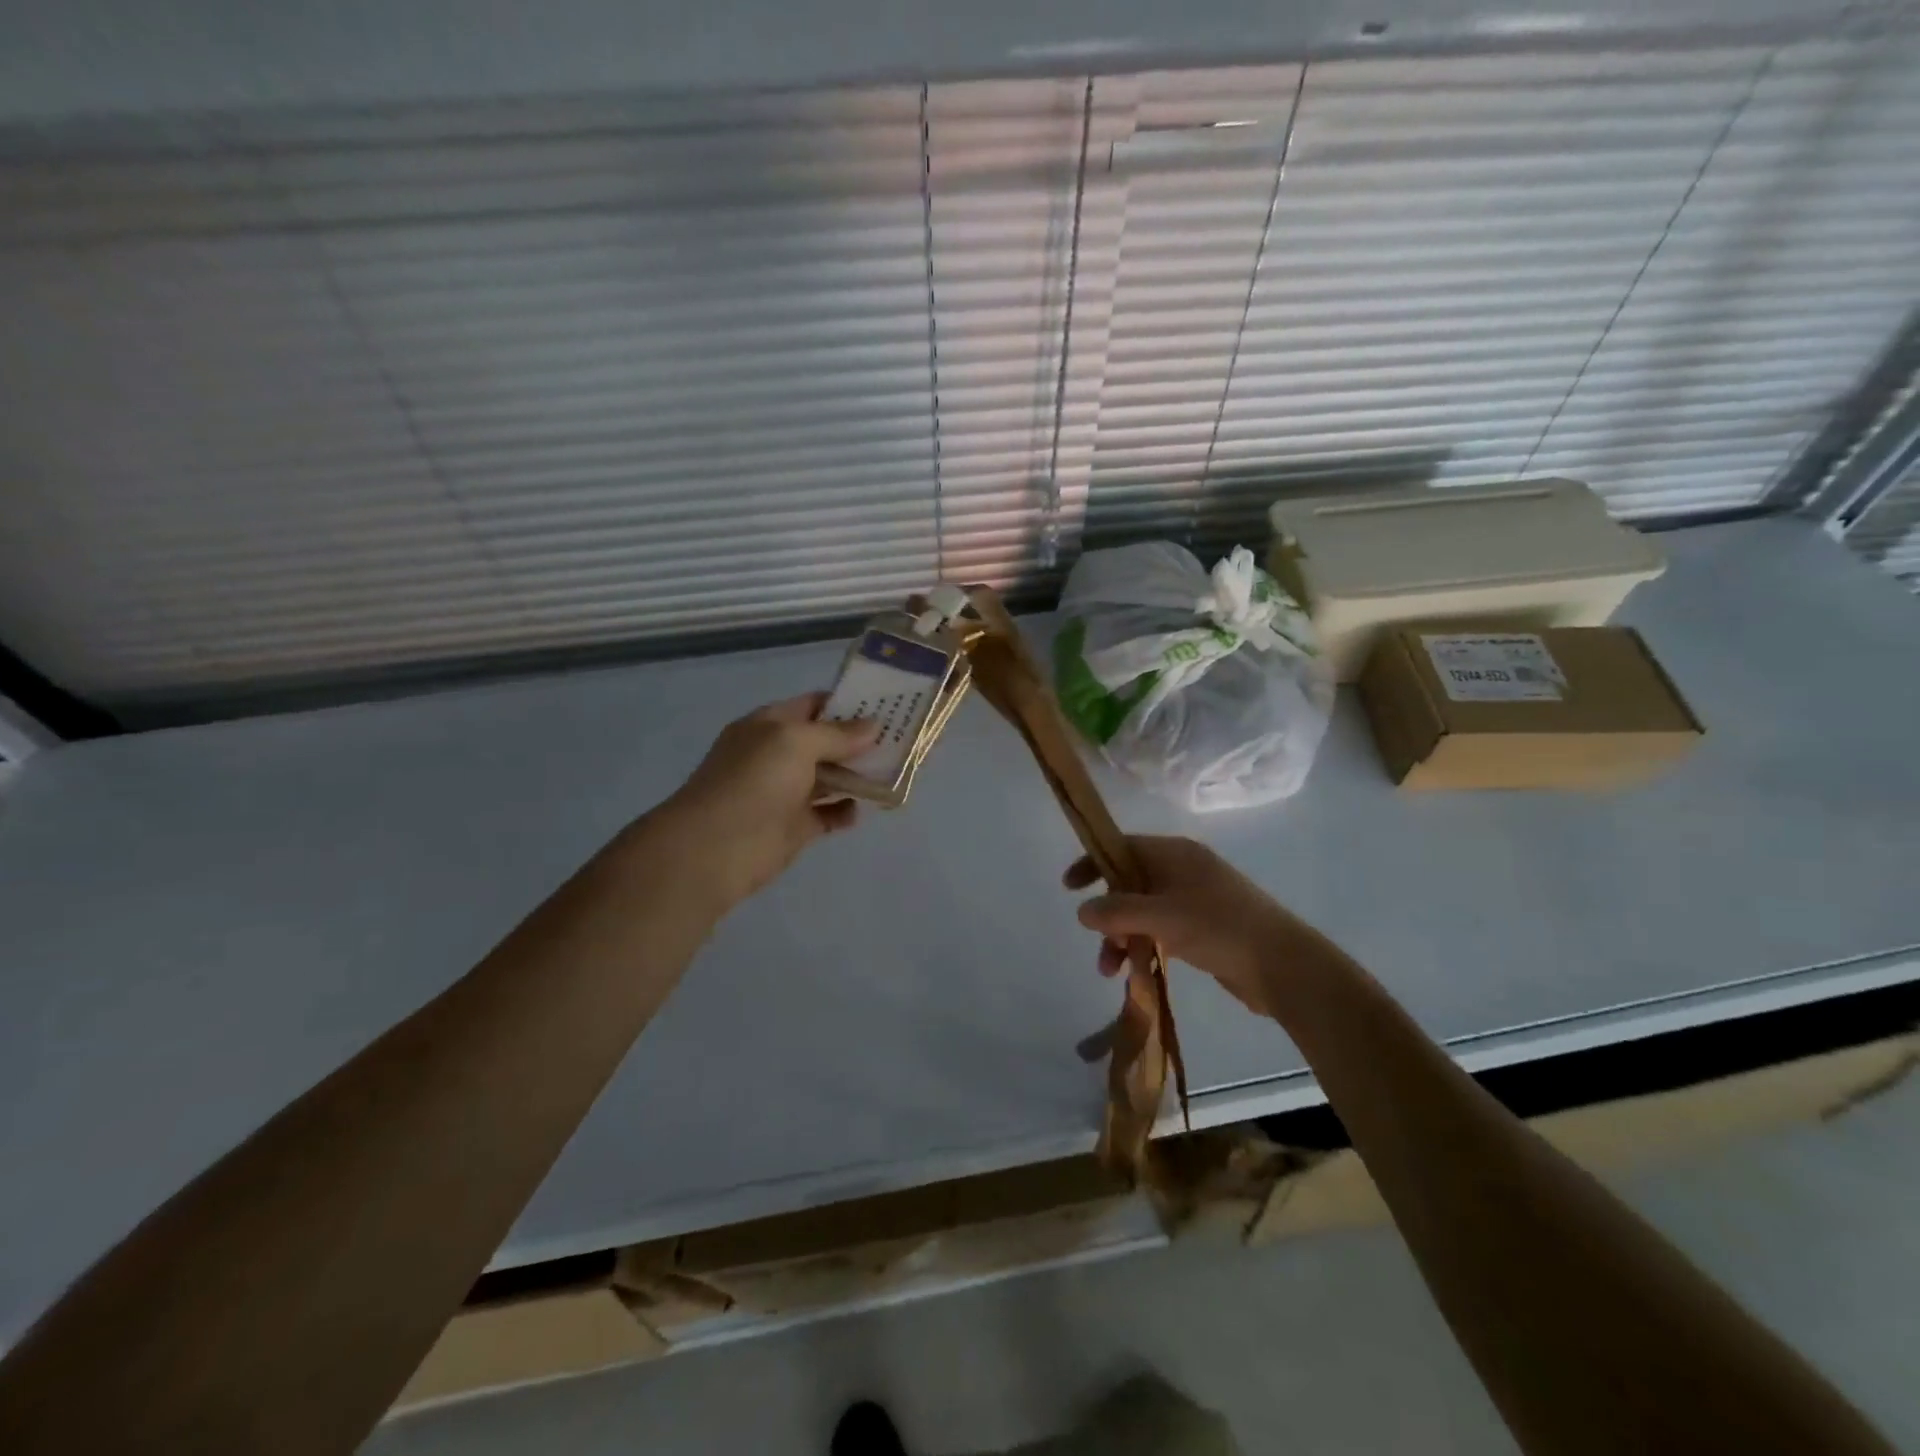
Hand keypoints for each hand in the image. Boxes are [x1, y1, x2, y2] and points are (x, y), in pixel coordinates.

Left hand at [655, 693, 876, 908]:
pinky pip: (828, 814)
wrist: (716, 848)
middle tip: (902, 739)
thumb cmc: (754, 781)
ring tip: (894, 772)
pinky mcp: (795, 827)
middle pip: (826, 742)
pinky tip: (862, 809)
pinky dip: (845, 811)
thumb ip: (836, 734)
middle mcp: (778, 755)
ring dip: (858, 775)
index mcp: (770, 726)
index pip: (813, 705)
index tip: (887, 705)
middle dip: (860, 740)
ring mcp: (786, 792)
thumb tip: (873, 725)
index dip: (848, 703)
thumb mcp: (795, 742)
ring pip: (830, 778)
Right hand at [1064, 836, 1325, 1019]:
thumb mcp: (1162, 917)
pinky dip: (1144, 946)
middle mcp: (1182, 870)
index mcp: (1174, 854)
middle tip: (1101, 944)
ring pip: (1142, 912)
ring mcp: (1193, 899)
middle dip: (1109, 914)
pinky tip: (1137, 973)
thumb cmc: (1220, 928)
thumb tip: (1082, 912)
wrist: (1283, 965)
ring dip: (1123, 938)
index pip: (1122, 847)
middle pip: (1129, 883)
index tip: (1069, 887)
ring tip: (1112, 971)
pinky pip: (1160, 930)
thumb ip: (1117, 912)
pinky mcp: (1202, 928)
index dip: (1092, 863)